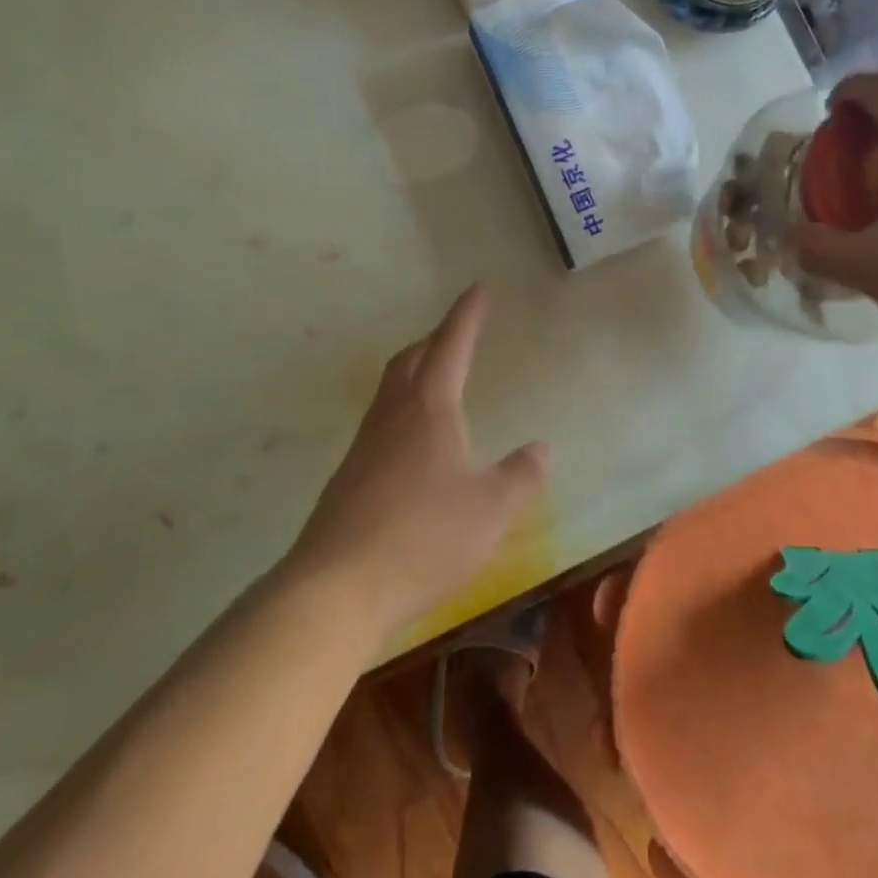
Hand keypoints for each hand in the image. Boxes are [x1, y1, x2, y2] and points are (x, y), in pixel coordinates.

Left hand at [287, 285, 549, 632]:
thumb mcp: (491, 510)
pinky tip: (415, 446)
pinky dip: (403, 412)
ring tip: (438, 382)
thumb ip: (522, 476)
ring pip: (391, 390)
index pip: (451, 345)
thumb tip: (541, 448)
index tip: (478, 289)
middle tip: (458, 334)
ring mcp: (364, 446)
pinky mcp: (348, 477)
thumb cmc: (423, 538)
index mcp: (429, 408)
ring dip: (416, 373)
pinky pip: (381, 424)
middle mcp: (392, 415)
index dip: (467, 315)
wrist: (336, 589)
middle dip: (436, 339)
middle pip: (411, 359)